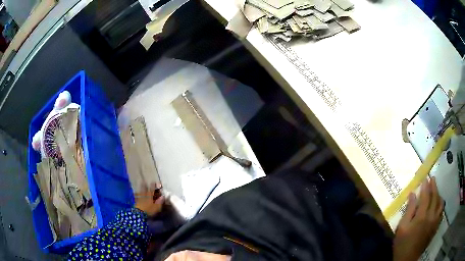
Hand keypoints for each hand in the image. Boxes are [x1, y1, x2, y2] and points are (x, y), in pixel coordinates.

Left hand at [135, 183, 164, 216]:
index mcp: (149, 196)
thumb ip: (160, 201)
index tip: (154, 182)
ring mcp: (139, 197)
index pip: (152, 189)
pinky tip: (136, 192)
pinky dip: (136, 193)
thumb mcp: (156, 207)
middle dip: (145, 185)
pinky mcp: (136, 201)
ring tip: (140, 184)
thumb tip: (163, 196)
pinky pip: (136, 195)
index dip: (153, 185)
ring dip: (140, 188)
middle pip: (144, 189)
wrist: (139, 213)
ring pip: (140, 191)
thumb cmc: (149, 210)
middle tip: (144, 181)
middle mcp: (144, 195)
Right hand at [393, 177, 443, 260]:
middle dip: (434, 186)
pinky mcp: (435, 228)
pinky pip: (441, 213)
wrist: (407, 259)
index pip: (426, 196)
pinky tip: (439, 205)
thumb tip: (412, 194)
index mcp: (422, 216)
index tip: (425, 178)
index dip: (426, 186)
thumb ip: (409, 210)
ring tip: (436, 191)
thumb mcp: (401, 227)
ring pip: (440, 204)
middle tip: (433, 179)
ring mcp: (434, 222)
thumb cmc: (402, 243)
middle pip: (435, 197)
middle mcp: (431, 216)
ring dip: (439, 195)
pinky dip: (441, 206)